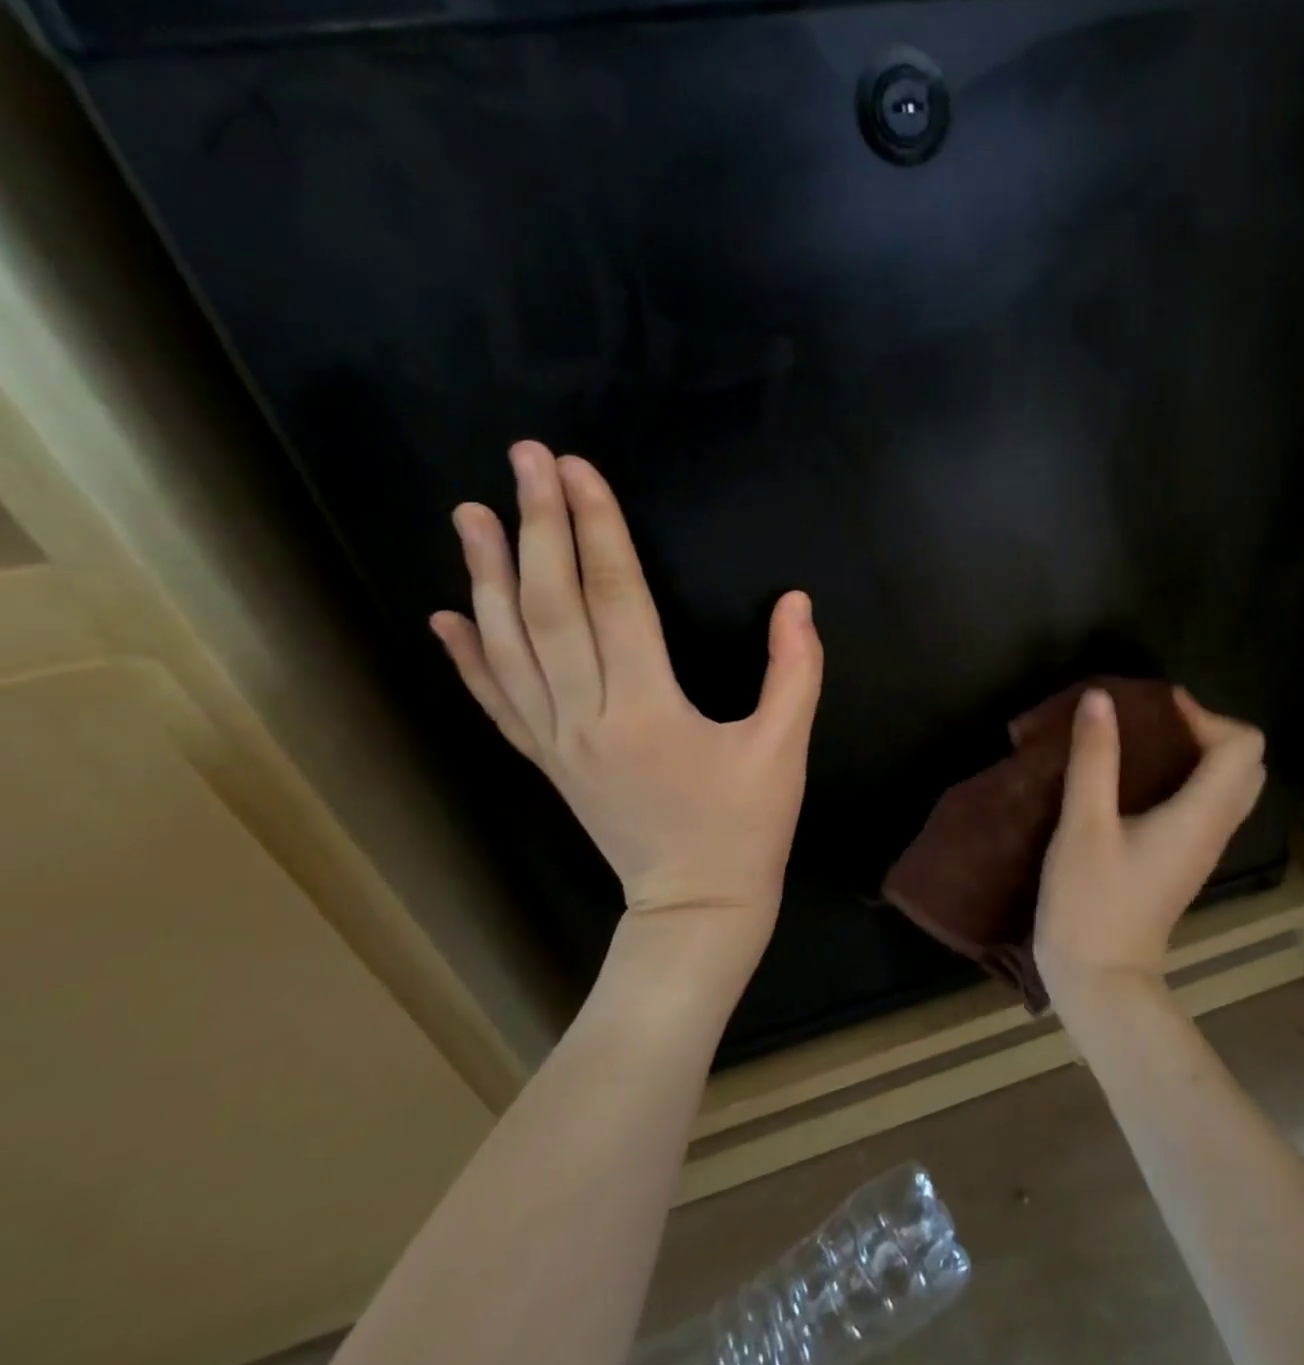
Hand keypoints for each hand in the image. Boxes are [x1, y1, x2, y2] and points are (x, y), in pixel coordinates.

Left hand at [429, 441, 822, 947]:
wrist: (697, 906)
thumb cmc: (747, 827)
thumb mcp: (786, 749)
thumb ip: (795, 671)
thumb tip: (796, 602)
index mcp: (648, 709)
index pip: (616, 599)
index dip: (599, 530)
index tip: (580, 470)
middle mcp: (587, 717)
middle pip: (551, 608)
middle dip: (539, 527)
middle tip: (525, 459)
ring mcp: (558, 742)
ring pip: (511, 648)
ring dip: (487, 576)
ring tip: (470, 513)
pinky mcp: (549, 762)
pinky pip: (498, 703)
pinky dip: (467, 657)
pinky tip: (446, 614)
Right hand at [1034, 687, 1265, 1009]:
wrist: (1099, 980)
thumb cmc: (1090, 902)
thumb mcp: (1084, 824)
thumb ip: (1094, 758)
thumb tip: (1101, 698)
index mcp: (1200, 816)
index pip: (1242, 746)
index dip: (1205, 715)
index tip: (1155, 706)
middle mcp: (1214, 830)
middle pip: (1244, 764)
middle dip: (1205, 730)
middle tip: (1153, 723)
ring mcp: (1201, 850)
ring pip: (1226, 787)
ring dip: (1196, 754)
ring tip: (1142, 743)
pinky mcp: (1182, 862)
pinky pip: (1204, 806)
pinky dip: (1184, 779)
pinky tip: (1135, 782)